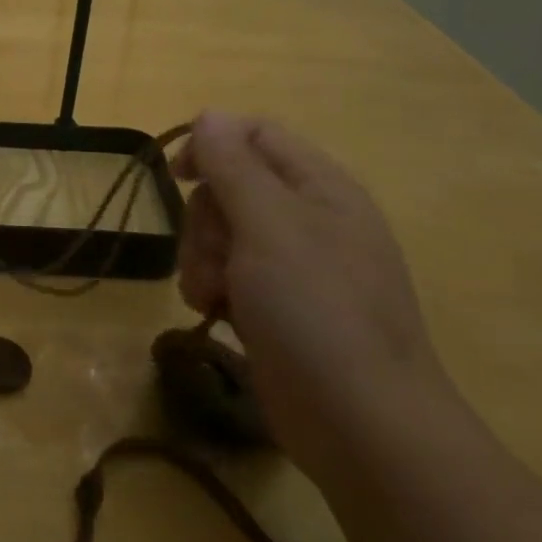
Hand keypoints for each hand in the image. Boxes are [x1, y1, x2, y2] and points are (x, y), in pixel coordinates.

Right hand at [174, 110, 454, 480]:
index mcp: (320, 186)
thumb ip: (233, 164)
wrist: (362, 426)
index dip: (212, 143)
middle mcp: (309, 218)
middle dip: (206, 219)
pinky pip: (228, 274)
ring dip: (202, 258)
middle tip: (213, 256)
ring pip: (221, 233)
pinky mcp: (278, 307)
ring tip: (211, 295)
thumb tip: (209, 115)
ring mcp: (295, 266)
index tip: (179, 174)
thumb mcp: (269, 225)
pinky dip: (212, 288)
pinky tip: (214, 313)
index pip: (256, 135)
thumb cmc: (317, 310)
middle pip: (230, 186)